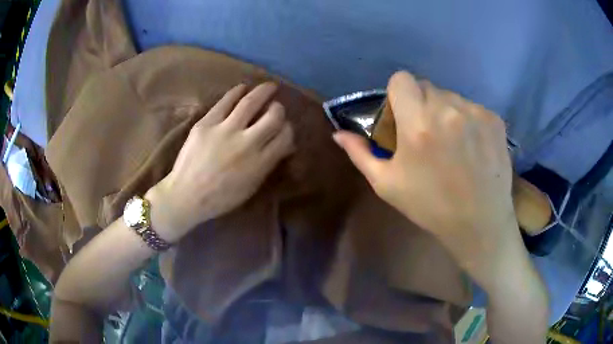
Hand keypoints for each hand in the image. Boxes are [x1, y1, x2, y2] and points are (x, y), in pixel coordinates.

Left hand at [147, 83, 294, 242]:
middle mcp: (246, 143)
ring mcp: (224, 131)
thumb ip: (268, 163)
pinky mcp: (206, 124)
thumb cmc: (221, 197)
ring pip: (250, 102)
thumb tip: (283, 144)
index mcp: (260, 163)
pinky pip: (225, 102)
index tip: (284, 127)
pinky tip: (242, 88)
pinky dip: (236, 92)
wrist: (186, 196)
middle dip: (278, 109)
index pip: (285, 137)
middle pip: (273, 116)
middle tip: (276, 107)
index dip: (288, 128)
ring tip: (269, 86)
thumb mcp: (251, 186)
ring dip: (263, 91)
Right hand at [334, 71, 519, 282]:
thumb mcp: (387, 184)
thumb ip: (360, 154)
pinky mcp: (495, 120)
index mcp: (418, 124)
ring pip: (451, 97)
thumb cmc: (430, 207)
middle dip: (421, 104)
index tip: (403, 115)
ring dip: (446, 112)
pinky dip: (468, 120)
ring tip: (452, 143)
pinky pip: (473, 108)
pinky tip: (472, 146)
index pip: (402, 79)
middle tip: (427, 134)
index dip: (398, 94)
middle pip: (426, 87)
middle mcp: (448, 110)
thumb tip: (338, 133)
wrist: (479, 223)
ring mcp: (475, 113)